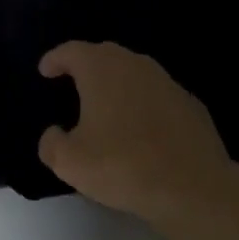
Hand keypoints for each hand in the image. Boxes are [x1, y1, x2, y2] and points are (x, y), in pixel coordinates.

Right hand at [37, 41, 234, 227]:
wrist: (193, 187)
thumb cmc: (122, 166)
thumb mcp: (69, 162)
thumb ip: (52, 143)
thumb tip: (55, 134)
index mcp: (102, 72)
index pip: (73, 51)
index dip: (55, 59)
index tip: (45, 70)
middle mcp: (136, 67)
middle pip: (106, 55)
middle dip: (86, 65)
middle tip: (71, 81)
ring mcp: (168, 85)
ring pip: (135, 73)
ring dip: (116, 83)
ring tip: (103, 105)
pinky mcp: (191, 106)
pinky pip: (157, 96)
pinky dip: (141, 103)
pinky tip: (138, 128)